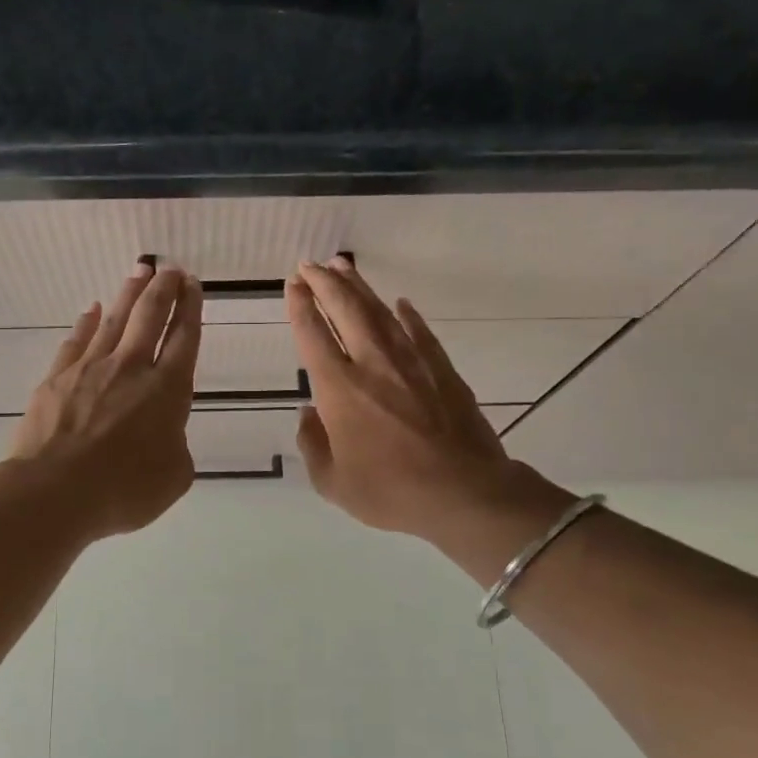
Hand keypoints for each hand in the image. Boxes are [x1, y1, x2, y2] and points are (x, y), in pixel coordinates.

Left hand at [2, 262, 202, 539]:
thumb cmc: (123, 490)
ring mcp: (90, 369)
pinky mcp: (57, 378)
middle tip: (170, 268)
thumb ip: (176, 447)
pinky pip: (76, 341)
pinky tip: (91, 310)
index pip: (184, 338)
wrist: (54, 492)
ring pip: (115, 320)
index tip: (193, 284)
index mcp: (167, 390)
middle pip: (150, 316)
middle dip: (164, 288)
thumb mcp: (174, 477)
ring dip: (129, 293)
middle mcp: (131, 368)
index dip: (191, 308)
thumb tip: (163, 433)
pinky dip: (86, 323)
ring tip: (139, 271)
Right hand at [288, 257, 572, 553]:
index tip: (293, 284)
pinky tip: (400, 304)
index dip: (301, 306)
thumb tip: (308, 414)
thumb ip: (313, 445)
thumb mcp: (333, 483)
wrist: (464, 493)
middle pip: (345, 310)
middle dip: (324, 283)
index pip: (313, 335)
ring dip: (359, 287)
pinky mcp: (442, 369)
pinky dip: (407, 315)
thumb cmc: (391, 492)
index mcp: (339, 390)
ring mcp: (411, 362)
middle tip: (310, 264)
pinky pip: (420, 332)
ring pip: (380, 313)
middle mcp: (372, 364)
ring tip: (343, 266)